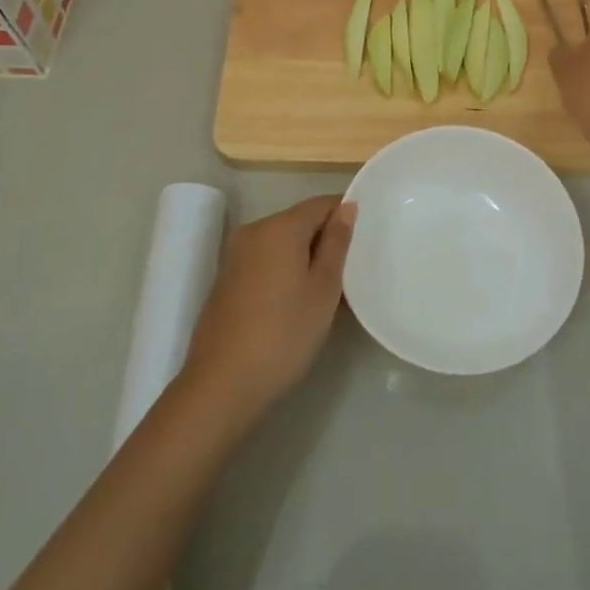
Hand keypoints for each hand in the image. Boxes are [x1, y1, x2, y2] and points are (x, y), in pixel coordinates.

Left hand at [182, 195, 353, 426]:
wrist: (223, 385)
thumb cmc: (284, 333)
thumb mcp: (324, 288)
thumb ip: (337, 243)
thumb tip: (347, 206)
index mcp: (280, 226)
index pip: (322, 204)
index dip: (346, 216)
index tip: (366, 241)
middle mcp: (254, 230)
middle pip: (300, 222)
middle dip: (326, 241)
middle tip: (352, 274)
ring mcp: (235, 255)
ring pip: (283, 244)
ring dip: (306, 259)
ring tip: (329, 293)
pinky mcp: (226, 279)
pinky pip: (265, 261)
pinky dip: (285, 272)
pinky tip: (298, 304)